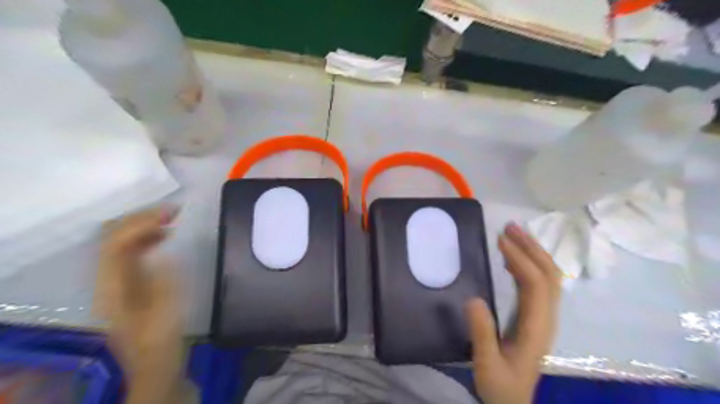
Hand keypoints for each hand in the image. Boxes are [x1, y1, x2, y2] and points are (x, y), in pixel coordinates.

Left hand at [95, 208, 184, 402]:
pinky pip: (131, 250)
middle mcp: (107, 281)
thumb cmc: (162, 343)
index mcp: (113, 289)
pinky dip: (147, 237)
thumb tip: (163, 253)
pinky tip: (166, 236)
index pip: (116, 244)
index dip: (141, 223)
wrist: (155, 366)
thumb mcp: (166, 314)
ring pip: (120, 240)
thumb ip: (164, 283)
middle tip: (173, 211)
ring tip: (172, 218)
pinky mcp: (128, 282)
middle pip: (112, 237)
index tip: (171, 214)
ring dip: (144, 224)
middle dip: (140, 218)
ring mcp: (116, 281)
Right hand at [467, 223, 562, 402]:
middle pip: (550, 274)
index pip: (536, 284)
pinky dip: (528, 265)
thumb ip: (482, 333)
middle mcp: (546, 317)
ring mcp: (544, 316)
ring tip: (513, 234)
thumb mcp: (487, 364)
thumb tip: (473, 298)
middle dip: (532, 247)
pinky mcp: (536, 317)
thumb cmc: (500, 386)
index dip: (520, 258)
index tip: (500, 240)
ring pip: (548, 277)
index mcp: (536, 326)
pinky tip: (511, 259)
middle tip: (510, 227)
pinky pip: (539, 284)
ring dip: (533, 252)